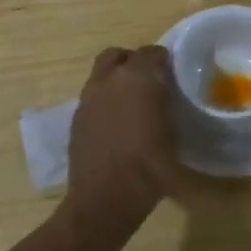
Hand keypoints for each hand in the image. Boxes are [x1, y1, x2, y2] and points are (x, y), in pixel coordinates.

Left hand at [64, 45, 179, 229]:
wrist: (104, 198)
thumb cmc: (149, 167)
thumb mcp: (174, 136)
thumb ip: (170, 106)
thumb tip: (170, 97)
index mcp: (136, 78)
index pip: (151, 52)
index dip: (163, 59)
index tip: (173, 72)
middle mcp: (108, 81)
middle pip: (118, 55)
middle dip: (133, 61)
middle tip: (149, 79)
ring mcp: (87, 99)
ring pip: (101, 75)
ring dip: (116, 80)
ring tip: (132, 102)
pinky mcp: (76, 119)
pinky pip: (93, 97)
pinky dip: (105, 101)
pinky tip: (117, 123)